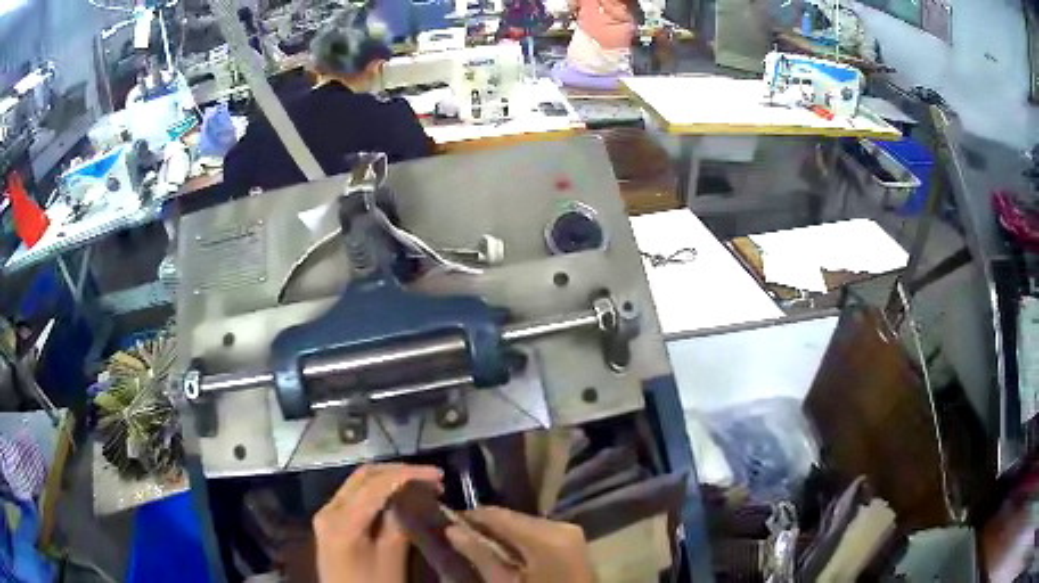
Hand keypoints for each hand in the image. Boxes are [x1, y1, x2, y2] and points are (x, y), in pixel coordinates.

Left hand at [314, 463, 443, 582]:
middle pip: (364, 476)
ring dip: (389, 479)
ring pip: (359, 483)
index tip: (438, 476)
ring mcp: (327, 514)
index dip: (409, 474)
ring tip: (421, 485)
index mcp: (341, 520)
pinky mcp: (331, 521)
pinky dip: (379, 491)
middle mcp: (329, 509)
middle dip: (399, 472)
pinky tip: (399, 497)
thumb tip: (413, 496)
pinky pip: (355, 495)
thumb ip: (399, 524)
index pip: (376, 484)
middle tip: (432, 479)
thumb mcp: (391, 559)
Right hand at [446, 507, 593, 582]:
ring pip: (527, 523)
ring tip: (478, 541)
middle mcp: (561, 526)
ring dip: (504, 531)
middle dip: (488, 524)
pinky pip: (540, 532)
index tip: (449, 518)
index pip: (500, 515)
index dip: (472, 515)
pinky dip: (521, 538)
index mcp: (546, 538)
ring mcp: (571, 532)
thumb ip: (480, 556)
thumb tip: (452, 530)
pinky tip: (505, 550)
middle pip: (514, 517)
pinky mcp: (574, 541)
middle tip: (460, 532)